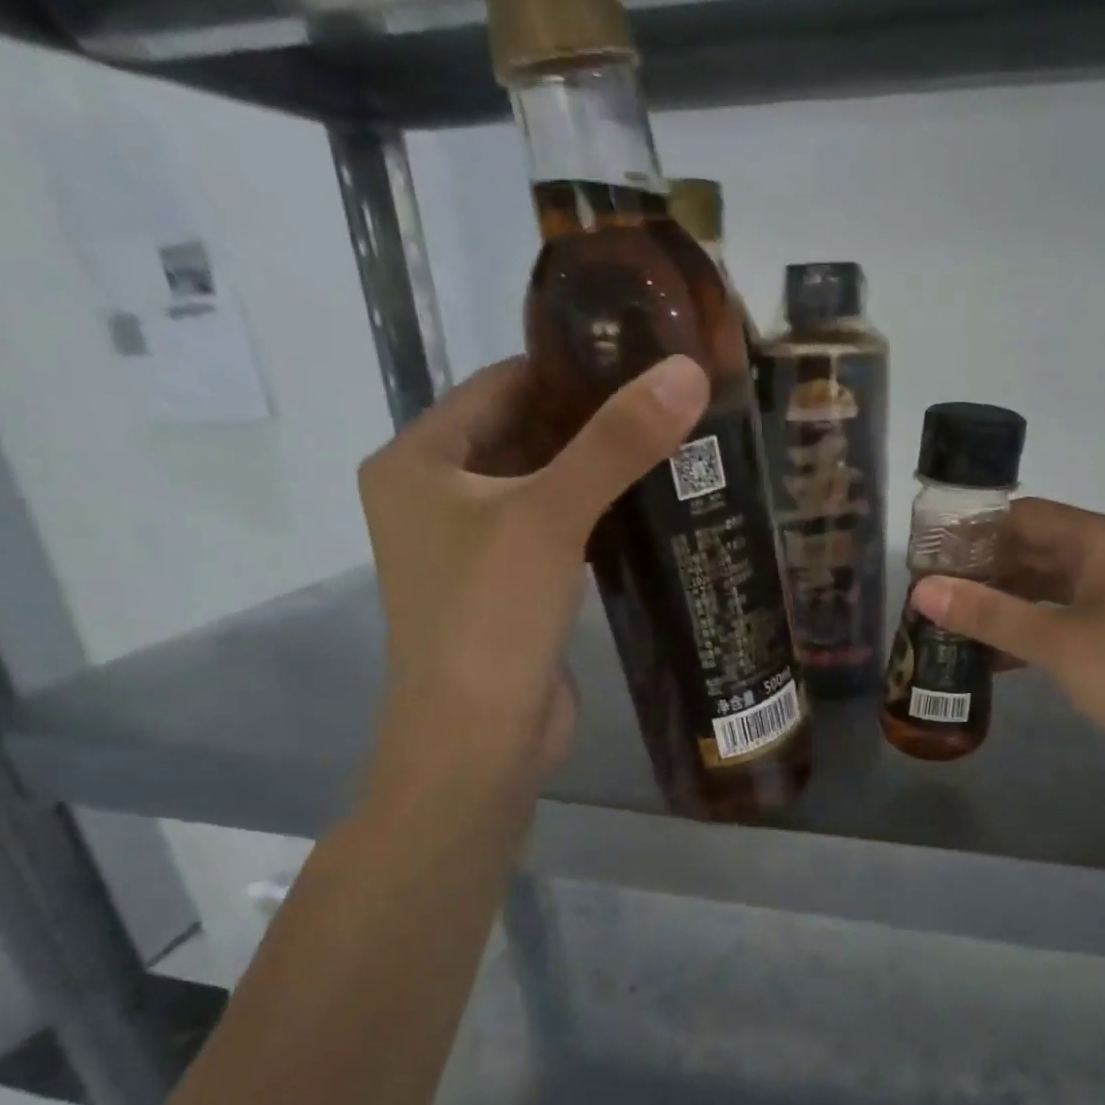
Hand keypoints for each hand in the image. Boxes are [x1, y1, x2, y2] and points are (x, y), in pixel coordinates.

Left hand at [355, 354, 708, 835]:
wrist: (477, 743)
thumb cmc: (490, 617)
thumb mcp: (550, 516)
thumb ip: (616, 443)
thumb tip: (686, 371)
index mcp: (417, 462)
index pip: (500, 386)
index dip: (569, 370)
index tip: (642, 361)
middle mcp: (434, 498)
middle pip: (522, 436)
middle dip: (591, 424)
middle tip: (671, 406)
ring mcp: (471, 550)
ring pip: (543, 489)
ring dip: (598, 473)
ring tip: (674, 450)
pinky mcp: (508, 592)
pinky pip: (555, 535)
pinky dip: (596, 520)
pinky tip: (650, 510)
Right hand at [909, 499, 1104, 775]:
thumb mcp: (1054, 643)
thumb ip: (987, 613)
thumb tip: (921, 591)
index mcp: (1101, 539)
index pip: (1022, 516)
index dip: (972, 534)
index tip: (927, 559)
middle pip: (1034, 547)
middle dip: (983, 571)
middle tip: (932, 596)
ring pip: (1047, 582)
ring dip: (1003, 601)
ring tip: (952, 622)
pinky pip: (1064, 610)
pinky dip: (1030, 624)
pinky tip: (994, 651)